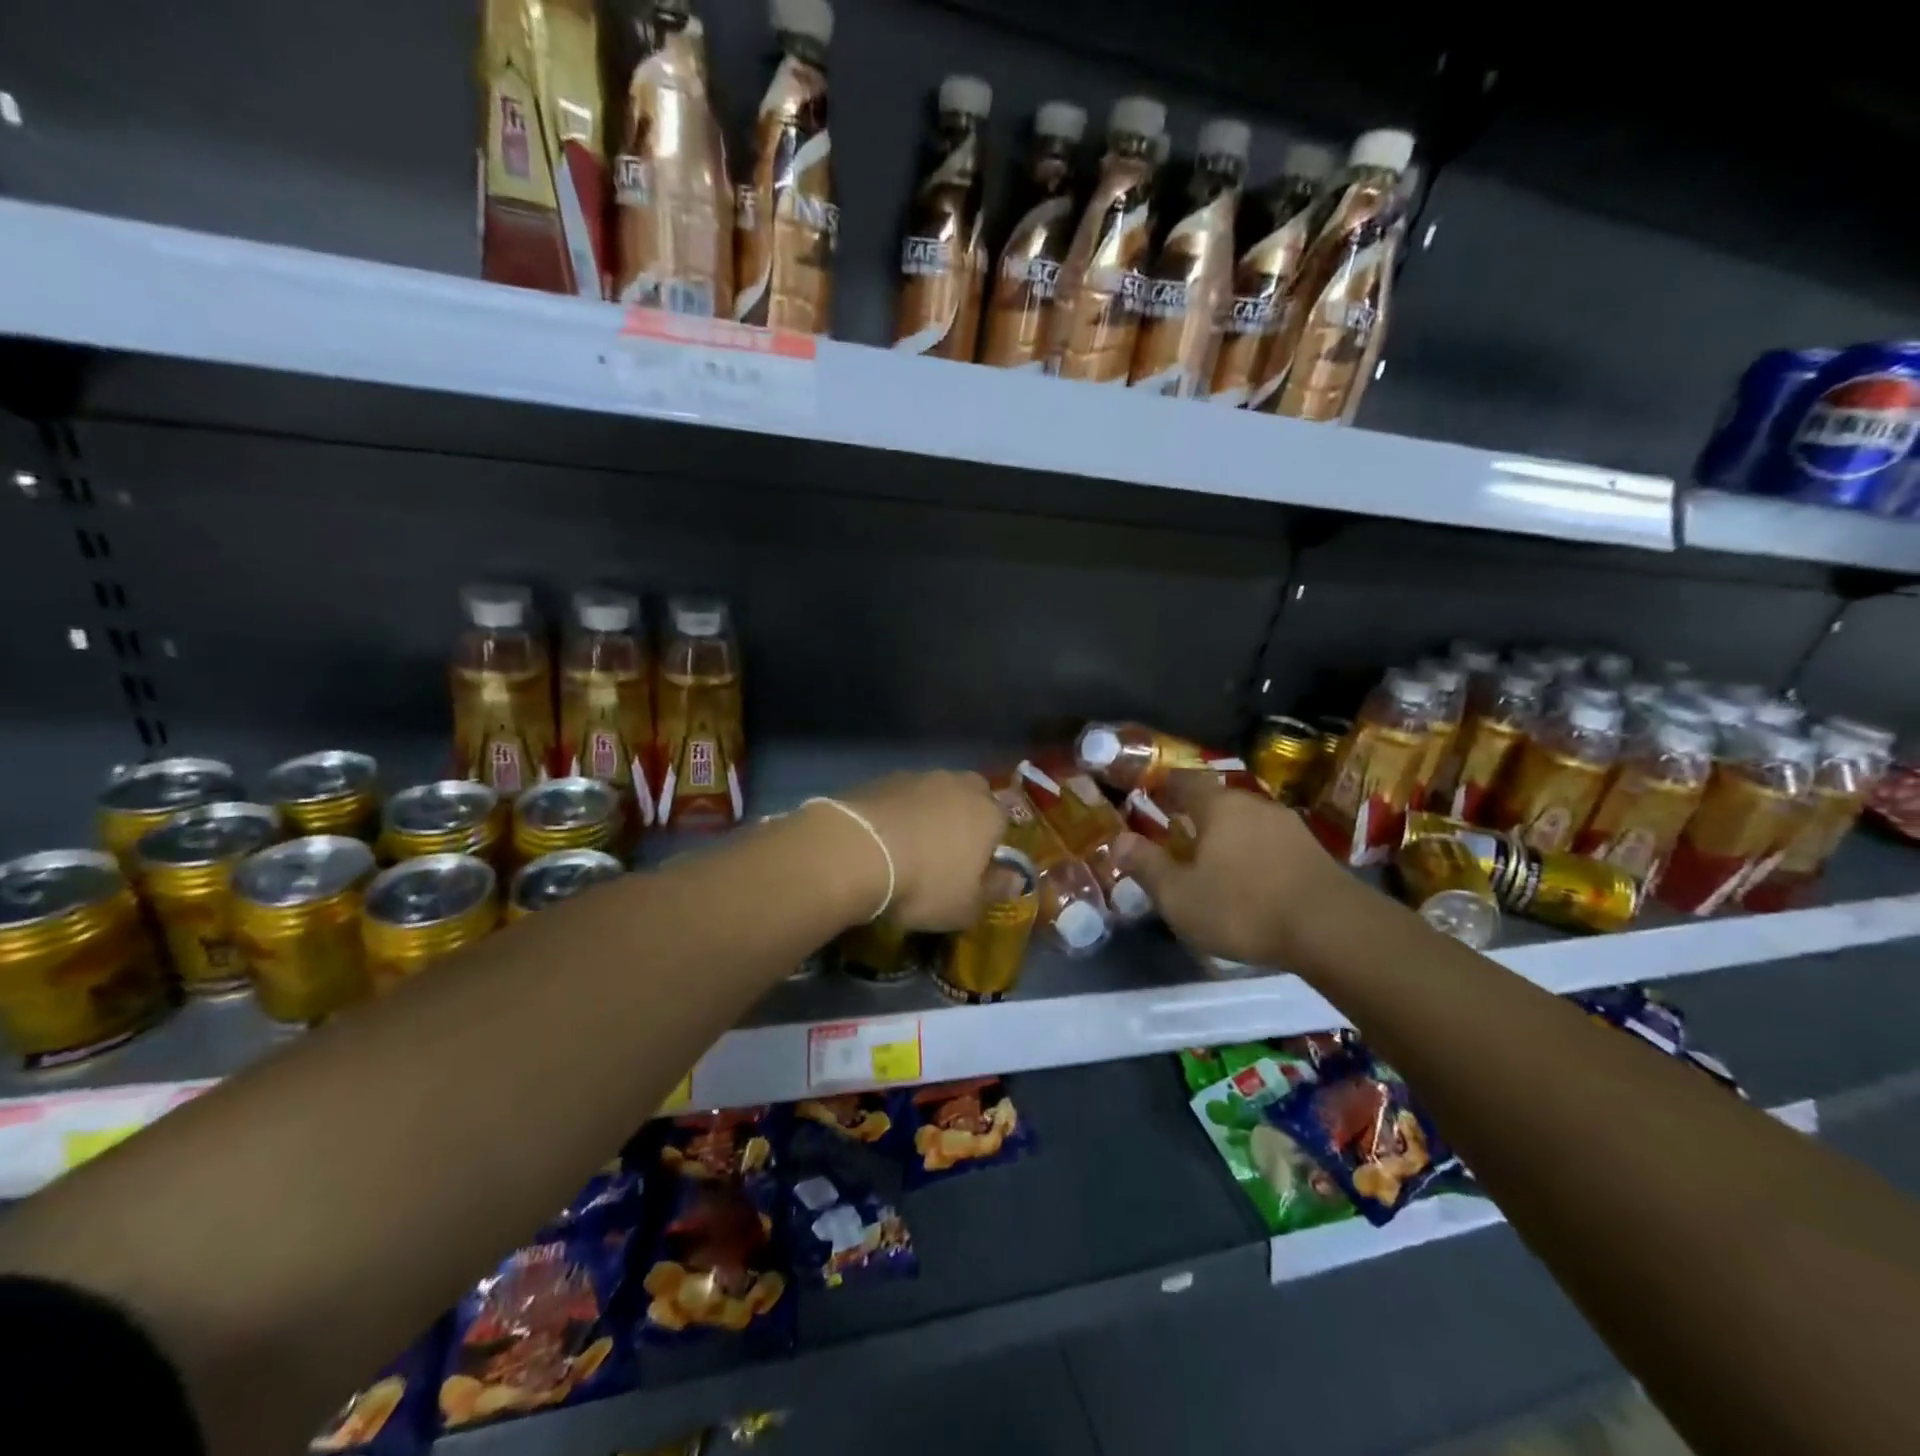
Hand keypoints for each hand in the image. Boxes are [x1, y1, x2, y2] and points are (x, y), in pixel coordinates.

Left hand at [828, 771, 1007, 931]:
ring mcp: (918, 777)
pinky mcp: (882, 779)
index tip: (975, 868)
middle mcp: (959, 786)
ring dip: (927, 812)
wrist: (857, 852)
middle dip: (963, 817)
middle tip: (945, 850)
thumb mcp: (966, 907)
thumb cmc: (924, 884)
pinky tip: (881, 837)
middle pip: (971, 796)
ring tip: (908, 845)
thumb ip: (995, 891)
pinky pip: (899, 796)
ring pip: (933, 792)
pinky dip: (896, 812)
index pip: (1003, 821)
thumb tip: (1014, 880)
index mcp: (989, 814)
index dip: (991, 844)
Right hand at [1117, 771, 1352, 965]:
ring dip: (1227, 835)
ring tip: (1212, 861)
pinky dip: (1253, 853)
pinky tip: (1250, 879)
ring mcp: (1289, 827)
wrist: (1333, 930)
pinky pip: (1270, 843)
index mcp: (1218, 806)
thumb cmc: (1243, 907)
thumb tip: (1117, 841)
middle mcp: (1254, 805)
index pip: (1184, 780)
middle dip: (1195, 814)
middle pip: (1217, 800)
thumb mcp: (1179, 895)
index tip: (1149, 795)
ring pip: (1246, 822)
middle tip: (1176, 834)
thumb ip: (1146, 866)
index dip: (1164, 786)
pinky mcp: (1313, 852)